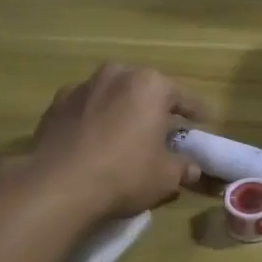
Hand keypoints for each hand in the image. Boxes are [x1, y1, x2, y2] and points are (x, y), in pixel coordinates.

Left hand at [29, 63, 206, 217]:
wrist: (57, 186)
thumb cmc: (124, 174)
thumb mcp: (165, 177)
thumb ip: (182, 168)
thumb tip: (192, 170)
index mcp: (150, 85)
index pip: (183, 97)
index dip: (197, 112)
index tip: (206, 121)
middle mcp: (116, 75)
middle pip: (143, 91)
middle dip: (153, 107)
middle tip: (162, 130)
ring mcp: (81, 88)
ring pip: (111, 96)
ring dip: (121, 111)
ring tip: (125, 136)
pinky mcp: (54, 106)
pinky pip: (84, 111)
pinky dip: (92, 122)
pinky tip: (93, 142)